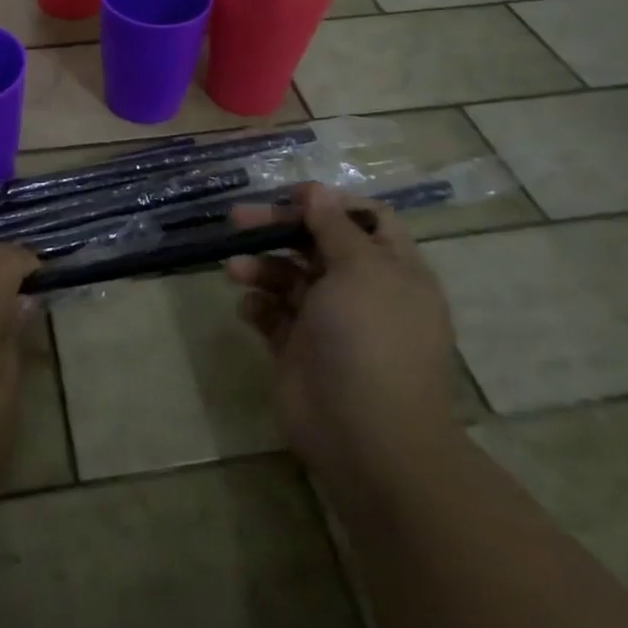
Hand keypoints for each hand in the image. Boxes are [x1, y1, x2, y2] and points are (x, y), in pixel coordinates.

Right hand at [227, 183, 458, 485]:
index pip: (365, 219)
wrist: (366, 437)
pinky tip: (249, 309)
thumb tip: (319, 190)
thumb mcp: (361, 270)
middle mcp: (361, 291)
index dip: (329, 203)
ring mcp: (328, 323)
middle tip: (238, 219)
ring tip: (235, 270)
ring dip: (260, 267)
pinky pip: (273, 315)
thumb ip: (334, 227)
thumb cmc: (370, 340)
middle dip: (279, 228)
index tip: (292, 196)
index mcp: (392, 270)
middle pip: (317, 243)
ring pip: (288, 278)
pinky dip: (258, 306)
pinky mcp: (298, 350)